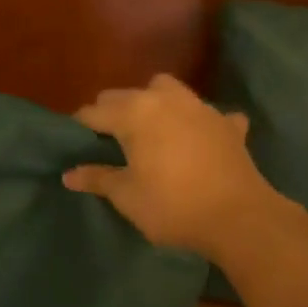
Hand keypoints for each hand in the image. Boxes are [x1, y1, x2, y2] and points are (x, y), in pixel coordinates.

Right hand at [62, 73, 286, 257]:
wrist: (239, 217)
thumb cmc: (173, 206)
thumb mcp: (127, 196)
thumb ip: (97, 178)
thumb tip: (68, 173)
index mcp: (134, 113)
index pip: (95, 111)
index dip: (81, 126)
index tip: (74, 141)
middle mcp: (164, 99)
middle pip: (125, 95)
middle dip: (112, 111)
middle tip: (107, 140)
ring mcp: (199, 107)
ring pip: (166, 89)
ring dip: (153, 102)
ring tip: (150, 129)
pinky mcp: (226, 123)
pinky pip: (207, 113)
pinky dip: (198, 122)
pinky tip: (199, 138)